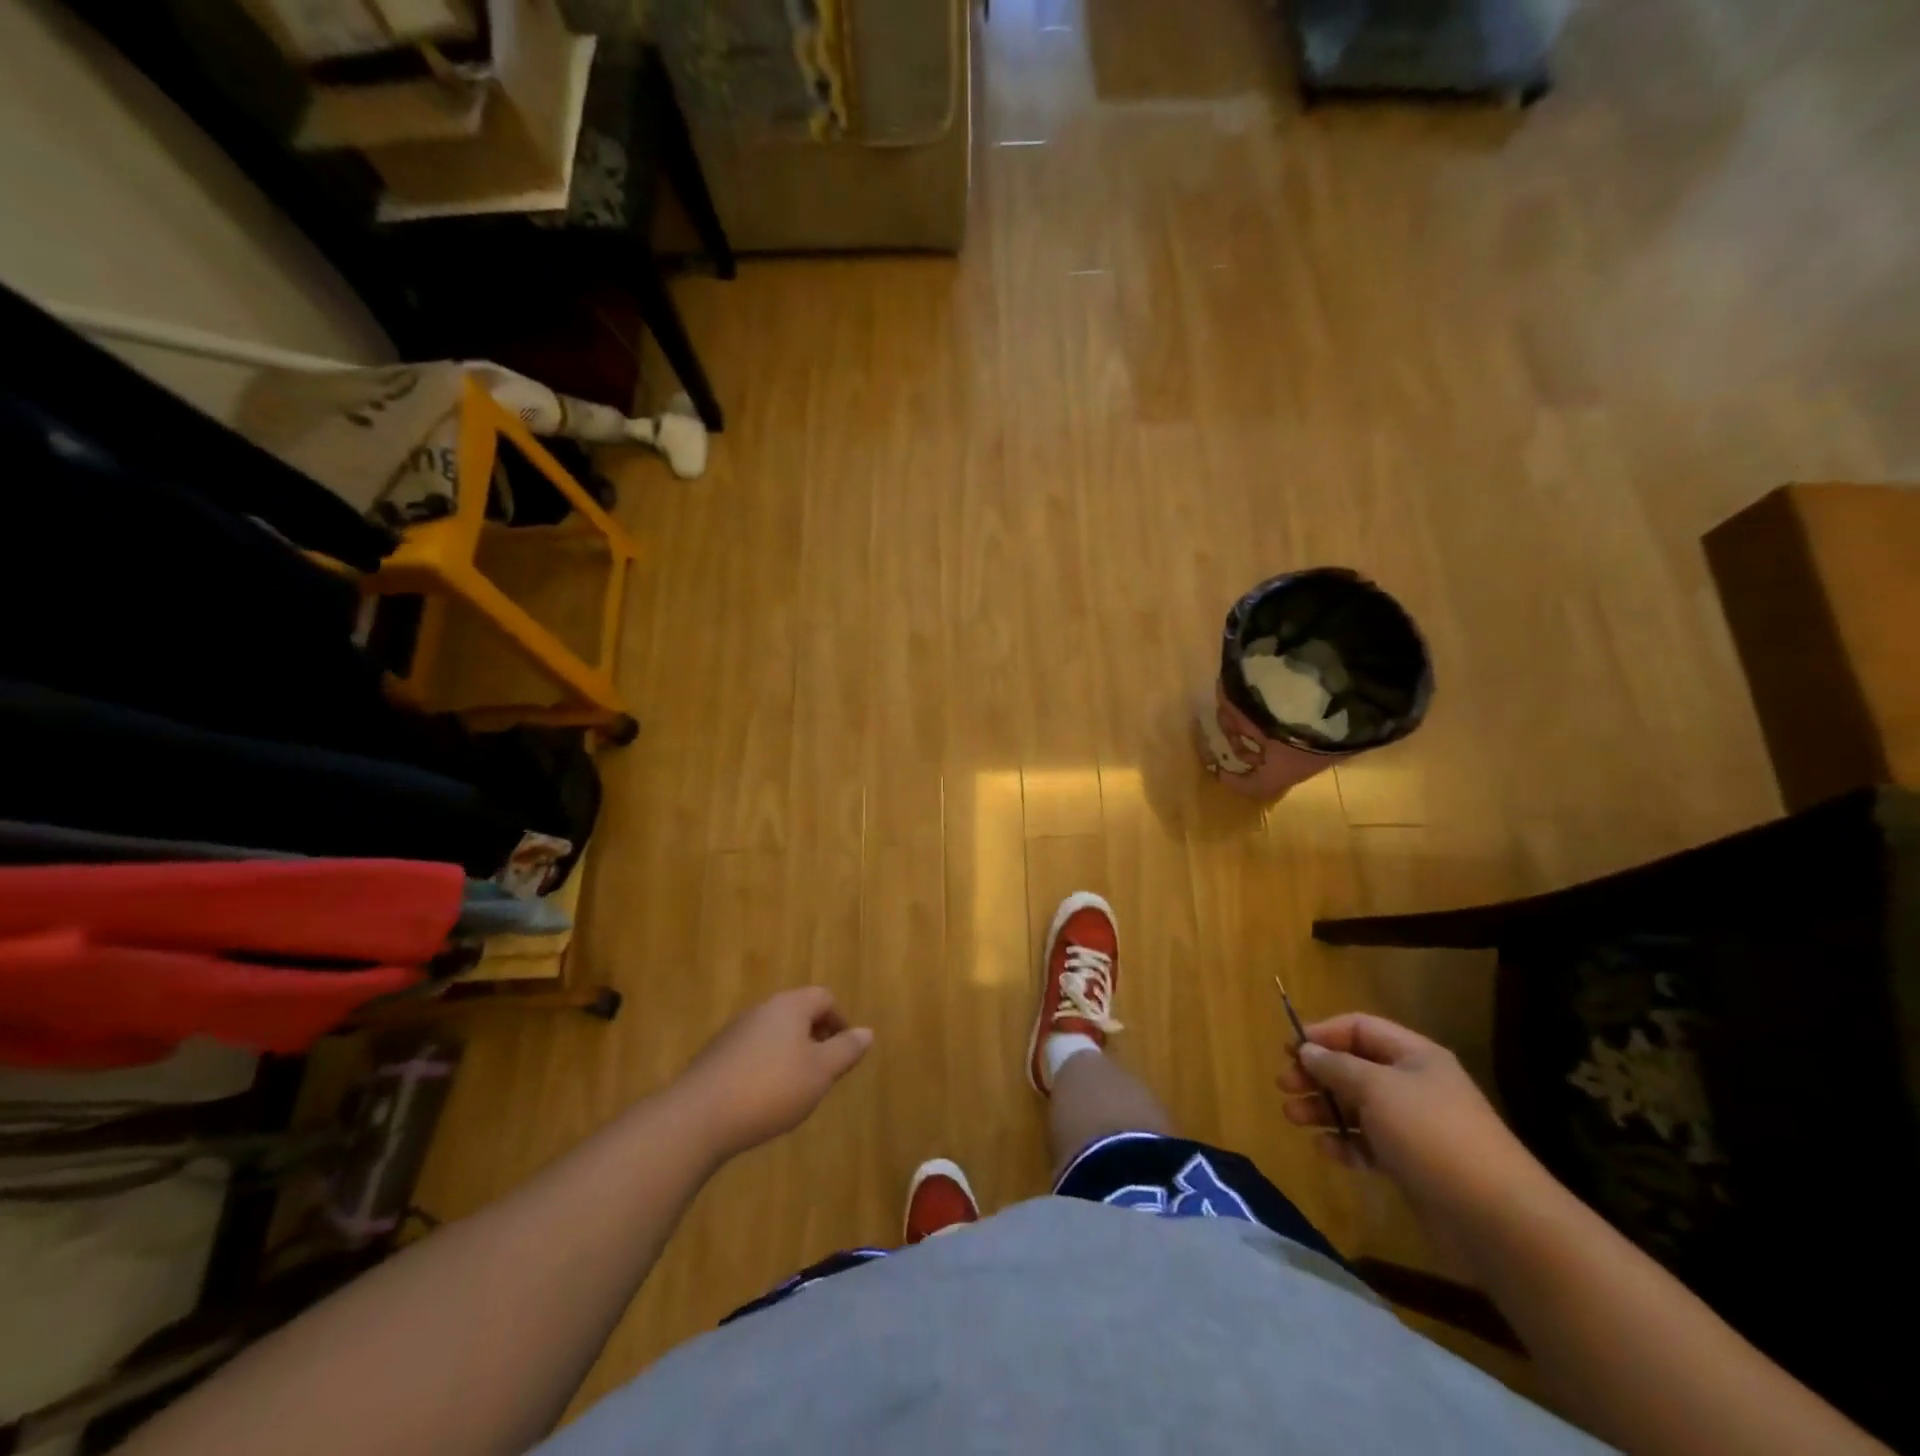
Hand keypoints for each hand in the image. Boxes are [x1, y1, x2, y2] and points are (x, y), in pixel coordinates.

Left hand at [674, 988, 873, 1159]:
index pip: (824, 998)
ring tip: (795, 1089)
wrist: (698, 1118)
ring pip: (774, 1033)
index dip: (840, 1022)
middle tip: (823, 1072)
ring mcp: (735, 1031)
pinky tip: (763, 1099)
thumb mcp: (820, 1073)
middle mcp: (762, 1009)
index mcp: (790, 1006)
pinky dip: (766, 1067)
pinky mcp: (716, 1056)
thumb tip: (867, 1032)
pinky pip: (753, 1051)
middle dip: (815, 1038)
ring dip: (791, 1054)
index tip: (844, 1053)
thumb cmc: (770, 1089)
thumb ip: (846, 1050)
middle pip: (798, 1013)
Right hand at [1279, 1013, 1535, 1213]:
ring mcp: (1415, 1126)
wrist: (1497, 1220)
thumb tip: (1308, 1050)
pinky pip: (1370, 1143)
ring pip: (1358, 1107)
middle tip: (1284, 1086)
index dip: (1323, 1034)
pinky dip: (1346, 1144)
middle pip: (1354, 1067)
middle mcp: (1414, 1085)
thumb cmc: (1432, 1135)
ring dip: (1324, 1110)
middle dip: (1317, 1075)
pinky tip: (1326, 1151)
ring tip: (1293, 1118)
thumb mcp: (1376, 1089)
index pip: (1359, 1028)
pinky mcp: (1414, 1164)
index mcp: (1414, 1056)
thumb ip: (1336, 1066)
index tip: (1290, 1050)